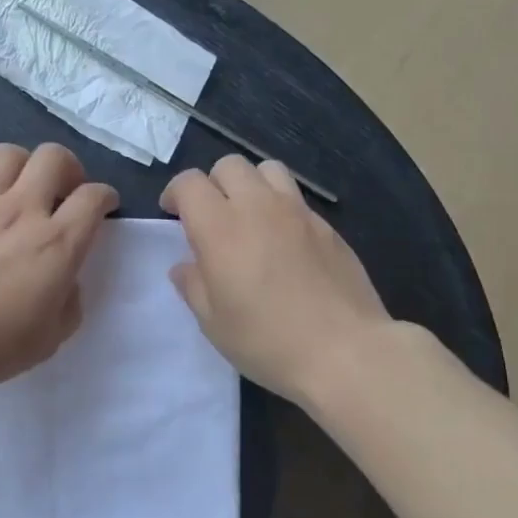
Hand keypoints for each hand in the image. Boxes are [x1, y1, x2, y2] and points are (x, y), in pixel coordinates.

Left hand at [0, 143, 118, 391]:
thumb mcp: (48, 340)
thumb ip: (67, 305)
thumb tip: (64, 283)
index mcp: (56, 243)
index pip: (93, 198)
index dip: (106, 197)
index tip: (104, 208)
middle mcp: (21, 211)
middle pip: (53, 157)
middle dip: (68, 168)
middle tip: (64, 192)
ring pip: (6, 155)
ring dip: (22, 166)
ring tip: (20, 190)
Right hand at [160, 155, 389, 402]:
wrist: (343, 351)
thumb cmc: (266, 341)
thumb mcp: (213, 322)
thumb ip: (193, 285)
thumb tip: (185, 266)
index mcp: (220, 229)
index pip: (189, 183)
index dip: (175, 194)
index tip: (173, 216)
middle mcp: (258, 207)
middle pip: (229, 165)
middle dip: (212, 184)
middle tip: (211, 218)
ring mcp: (298, 213)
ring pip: (267, 170)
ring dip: (250, 185)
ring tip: (249, 218)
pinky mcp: (327, 226)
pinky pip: (296, 198)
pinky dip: (279, 207)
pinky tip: (282, 243)